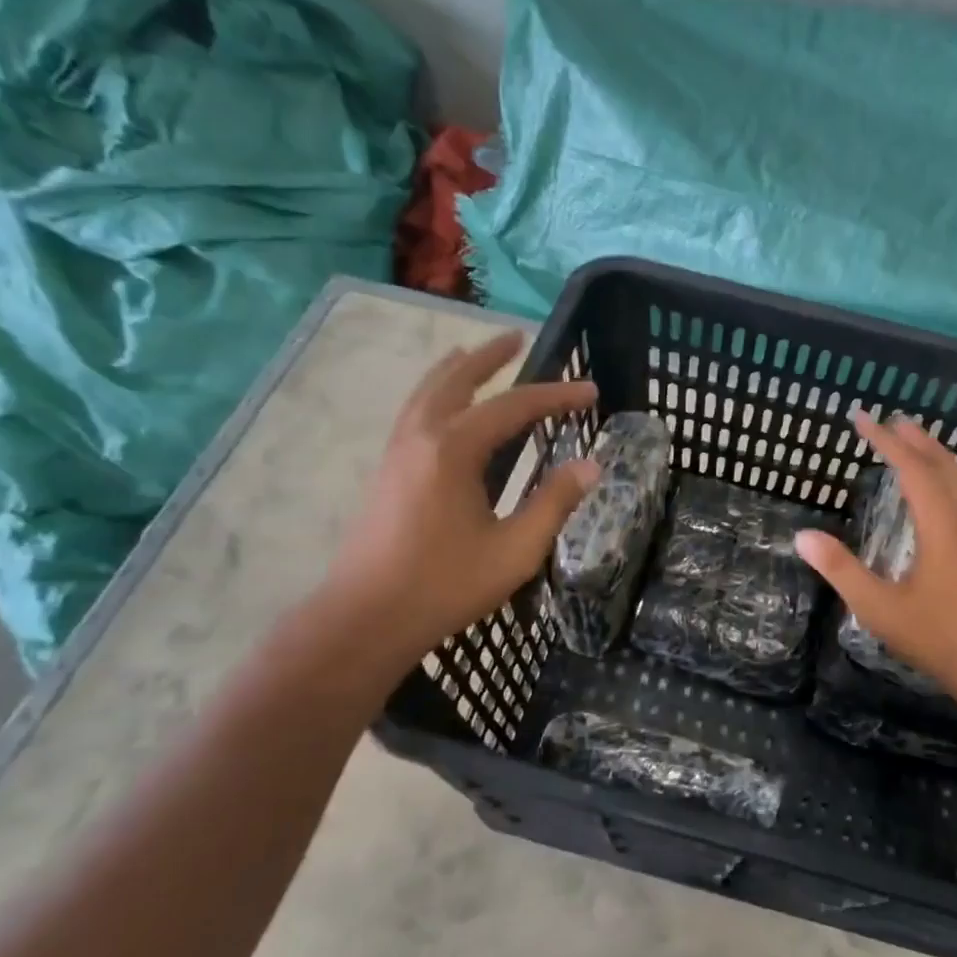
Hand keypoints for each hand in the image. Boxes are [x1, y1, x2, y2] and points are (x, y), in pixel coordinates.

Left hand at [324, 330, 598, 659]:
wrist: (366, 617)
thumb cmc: (445, 584)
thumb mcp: (515, 549)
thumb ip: (554, 503)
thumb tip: (591, 466)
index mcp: (453, 449)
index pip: (514, 407)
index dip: (556, 396)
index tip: (590, 389)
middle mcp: (420, 437)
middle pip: (457, 380)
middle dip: (489, 357)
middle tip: (516, 338)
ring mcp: (396, 452)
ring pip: (426, 393)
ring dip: (455, 370)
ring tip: (472, 356)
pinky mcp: (385, 471)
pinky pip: (413, 412)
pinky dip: (434, 394)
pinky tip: (443, 410)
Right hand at [795, 413, 956, 709]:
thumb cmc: (938, 638)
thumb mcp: (879, 608)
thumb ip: (840, 570)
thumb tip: (803, 536)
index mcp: (941, 525)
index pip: (911, 469)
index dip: (884, 441)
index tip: (860, 419)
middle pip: (941, 464)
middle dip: (914, 439)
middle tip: (889, 419)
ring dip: (933, 454)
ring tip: (911, 440)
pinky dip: (944, 476)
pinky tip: (935, 488)